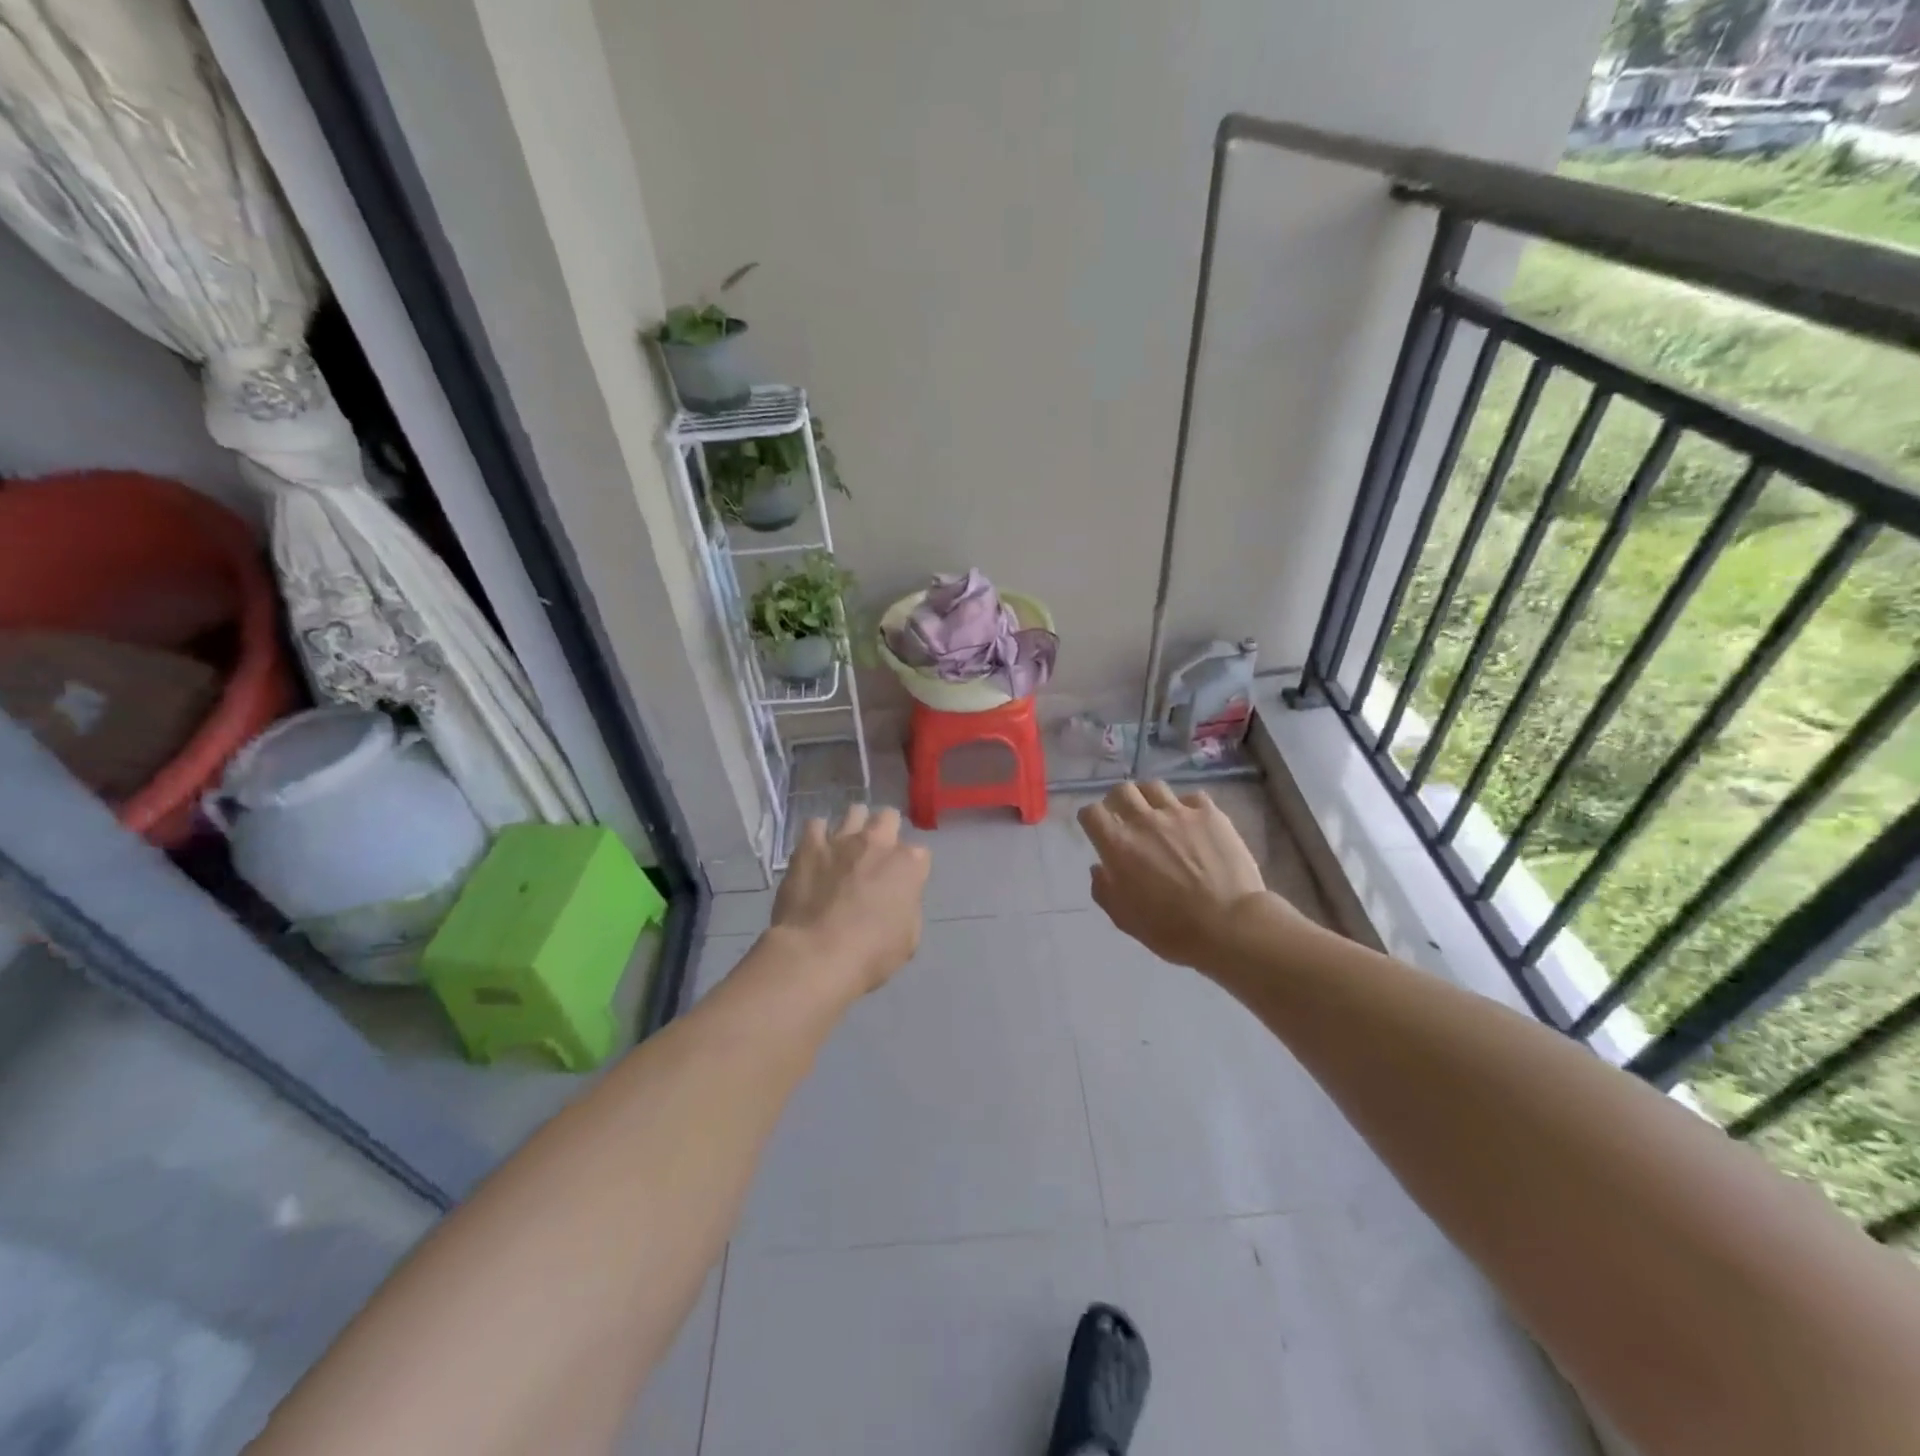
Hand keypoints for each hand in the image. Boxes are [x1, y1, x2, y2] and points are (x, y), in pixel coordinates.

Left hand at [771, 804, 931, 995]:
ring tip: (846, 846)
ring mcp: (841, 839)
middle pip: (889, 817)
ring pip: (855, 811)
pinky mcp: (809, 845)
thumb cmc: (871, 954)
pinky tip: (815, 851)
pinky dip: (818, 835)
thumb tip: (898, 898)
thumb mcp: (908, 938)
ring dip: (854, 826)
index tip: (903, 883)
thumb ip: (907, 907)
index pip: (920, 854)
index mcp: (908, 865)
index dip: (911, 868)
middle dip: (886, 831)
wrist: (816, 954)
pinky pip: (815, 825)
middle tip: (877, 854)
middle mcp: (877, 843)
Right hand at [1078, 783, 1273, 971]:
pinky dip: (1186, 807)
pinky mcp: (1210, 814)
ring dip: (1149, 799)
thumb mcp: (1125, 919)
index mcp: (1118, 845)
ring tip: (1156, 814)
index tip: (1096, 830)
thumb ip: (1104, 890)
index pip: (1091, 813)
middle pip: (1121, 790)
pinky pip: (1191, 798)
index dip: (1090, 819)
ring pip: (1153, 787)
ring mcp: (1179, 813)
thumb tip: (1099, 869)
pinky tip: (1192, 823)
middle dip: (1117, 801)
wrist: (1229, 925)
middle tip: (1124, 818)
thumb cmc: (1172, 930)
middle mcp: (1144, 821)